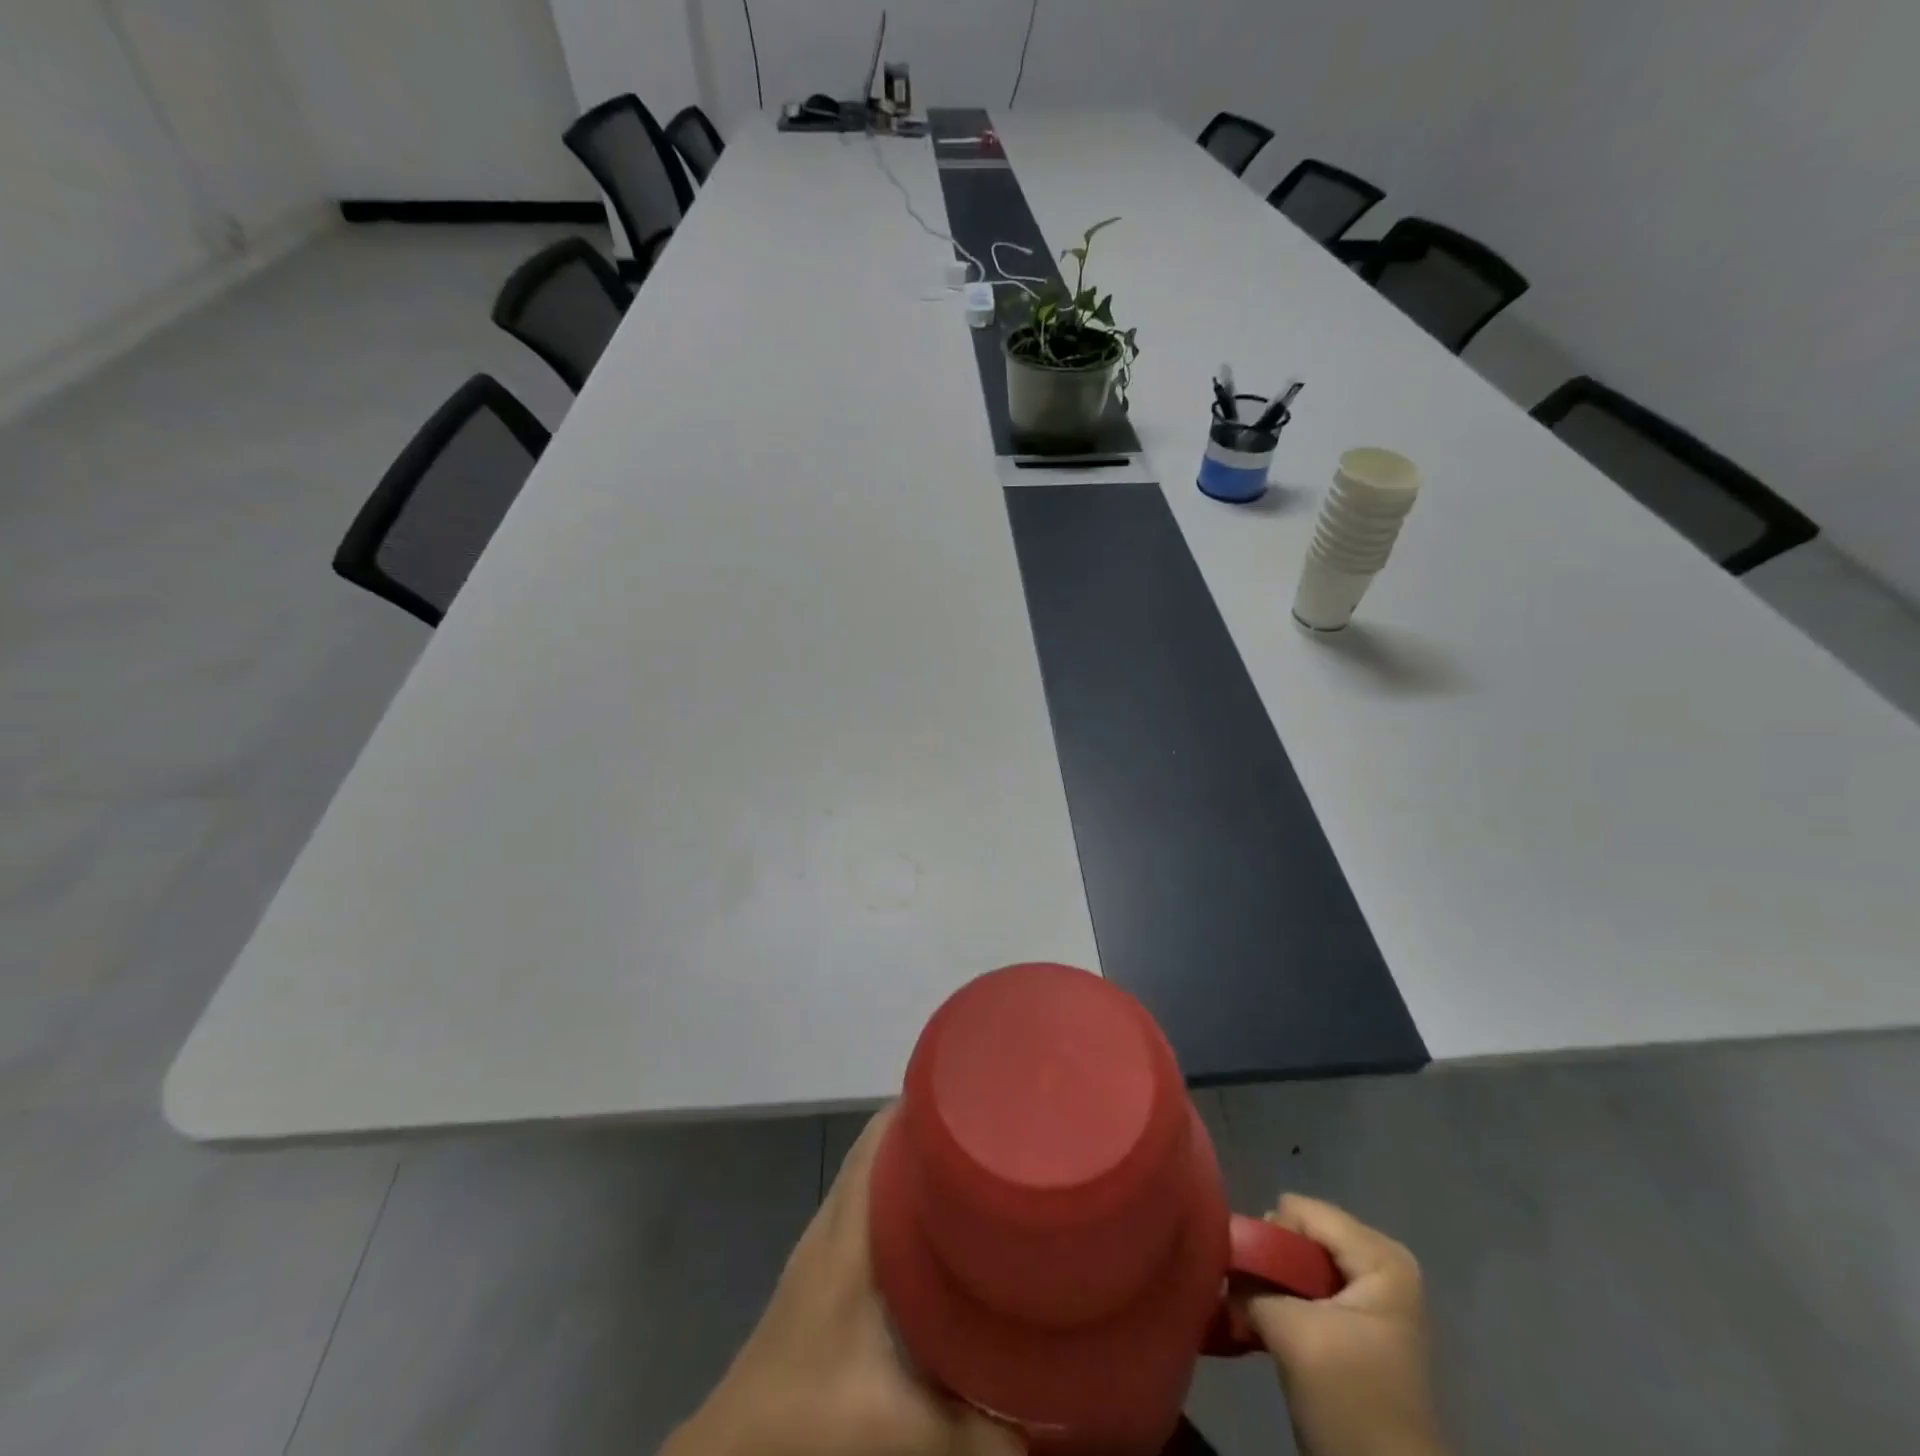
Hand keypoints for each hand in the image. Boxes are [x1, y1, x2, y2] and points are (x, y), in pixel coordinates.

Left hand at [663, 1108, 1022, 1455]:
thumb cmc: (806, 1417)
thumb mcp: (898, 1428)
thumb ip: (976, 1433)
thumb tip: (1041, 1428)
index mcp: (848, 1230)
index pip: (881, 1134)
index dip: (925, 1103)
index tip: (977, 1093)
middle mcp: (834, 1221)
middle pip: (881, 1145)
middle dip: (933, 1129)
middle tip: (991, 1128)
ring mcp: (824, 1245)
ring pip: (874, 1176)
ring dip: (916, 1164)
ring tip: (974, 1166)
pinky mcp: (823, 1272)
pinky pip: (868, 1208)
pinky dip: (901, 1199)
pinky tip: (937, 1232)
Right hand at [1243, 1195, 1446, 1455]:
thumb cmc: (1351, 1401)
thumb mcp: (1293, 1334)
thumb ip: (1251, 1283)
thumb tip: (1220, 1258)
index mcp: (1380, 1256)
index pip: (1300, 1211)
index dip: (1268, 1239)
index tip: (1246, 1275)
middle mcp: (1379, 1263)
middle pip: (1300, 1233)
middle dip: (1269, 1260)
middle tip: (1248, 1295)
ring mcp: (1370, 1294)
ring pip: (1299, 1262)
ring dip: (1271, 1284)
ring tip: (1252, 1311)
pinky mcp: (1356, 1321)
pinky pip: (1307, 1287)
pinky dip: (1282, 1301)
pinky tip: (1264, 1323)